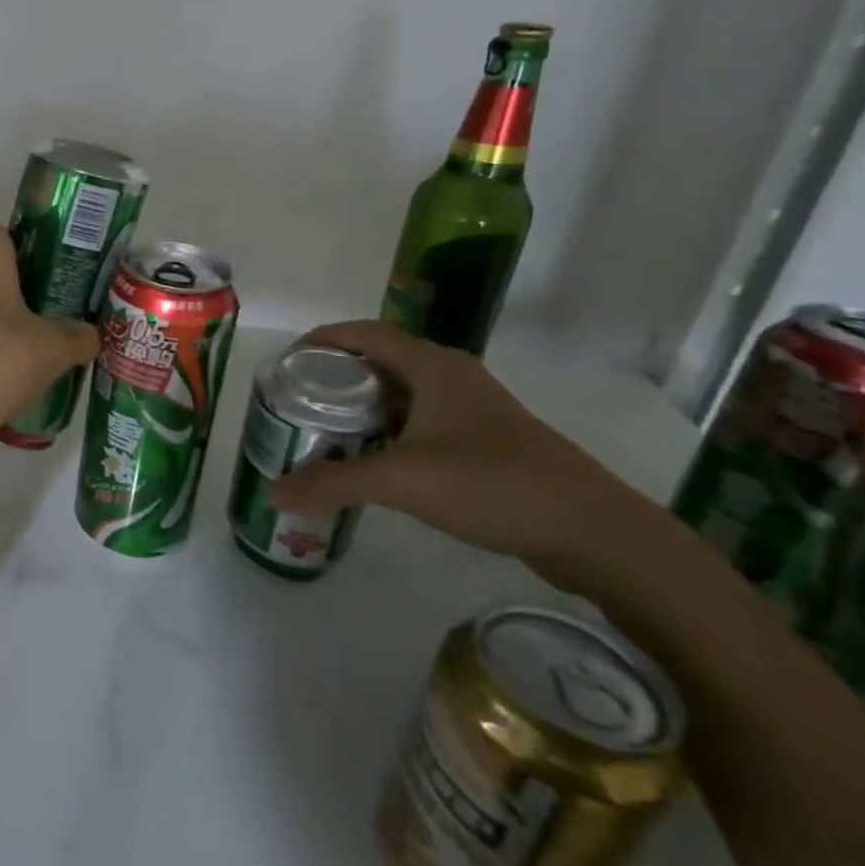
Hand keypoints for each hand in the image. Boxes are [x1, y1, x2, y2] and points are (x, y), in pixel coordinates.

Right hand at [267, 320, 649, 573]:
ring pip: (399, 394)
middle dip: (333, 376)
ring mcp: (470, 409)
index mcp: (433, 366)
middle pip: (378, 361)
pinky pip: (418, 421)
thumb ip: (332, 483)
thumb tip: (272, 492)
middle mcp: (451, 376)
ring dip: (359, 406)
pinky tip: (368, 459)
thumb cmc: (492, 483)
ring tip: (319, 429)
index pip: (364, 333)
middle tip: (294, 400)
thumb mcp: (402, 480)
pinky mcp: (482, 439)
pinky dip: (385, 431)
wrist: (593, 532)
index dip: (321, 339)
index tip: (284, 362)